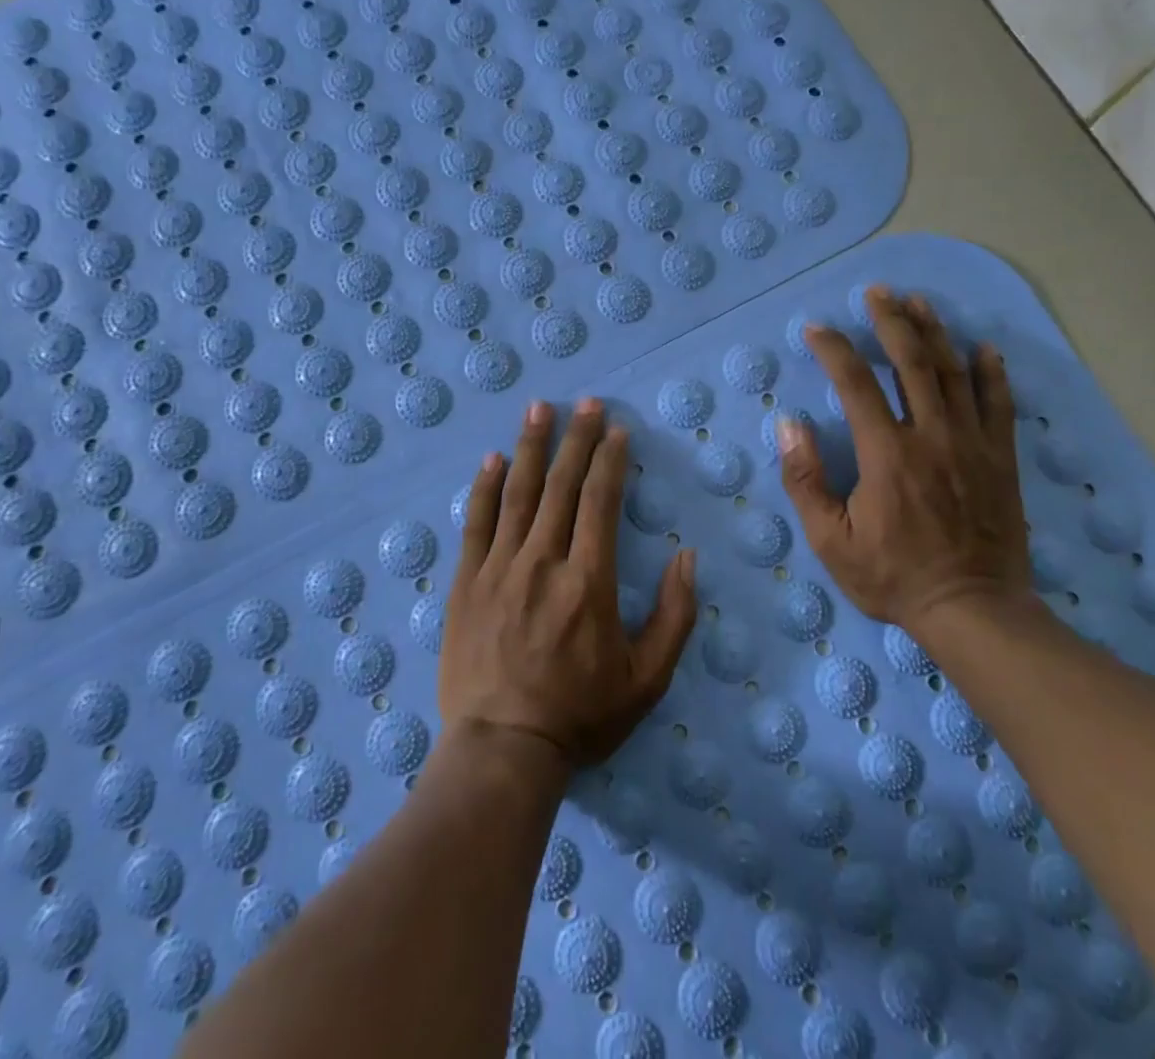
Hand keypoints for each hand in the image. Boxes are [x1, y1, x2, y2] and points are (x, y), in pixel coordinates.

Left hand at [440, 398, 697, 768]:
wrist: (502, 751)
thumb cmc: (580, 716)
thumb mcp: (647, 679)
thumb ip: (674, 616)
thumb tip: (688, 557)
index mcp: (589, 581)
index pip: (600, 502)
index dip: (609, 460)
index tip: (616, 430)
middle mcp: (543, 562)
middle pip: (561, 486)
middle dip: (576, 439)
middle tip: (585, 402)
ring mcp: (499, 569)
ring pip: (518, 494)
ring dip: (531, 447)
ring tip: (539, 409)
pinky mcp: (466, 584)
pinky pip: (476, 524)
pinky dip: (485, 488)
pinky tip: (492, 459)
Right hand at [777, 286, 1028, 630]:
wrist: (973, 609)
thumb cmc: (893, 577)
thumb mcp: (830, 540)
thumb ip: (805, 480)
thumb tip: (789, 426)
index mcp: (885, 452)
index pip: (854, 382)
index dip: (833, 349)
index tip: (816, 329)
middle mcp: (930, 434)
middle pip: (910, 361)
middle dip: (891, 321)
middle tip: (878, 292)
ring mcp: (971, 443)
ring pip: (953, 372)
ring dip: (934, 332)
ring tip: (919, 302)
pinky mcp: (1000, 458)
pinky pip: (998, 403)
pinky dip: (991, 372)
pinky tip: (983, 347)